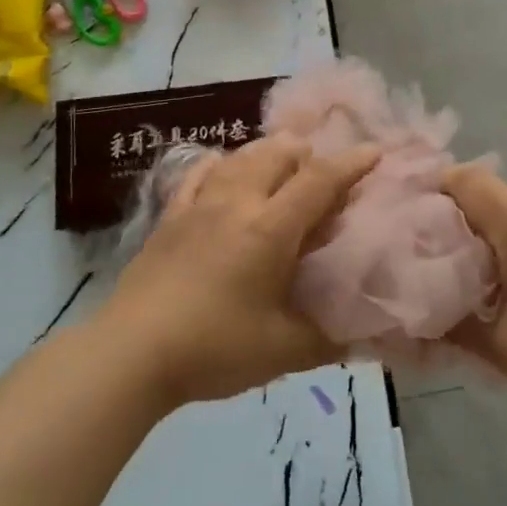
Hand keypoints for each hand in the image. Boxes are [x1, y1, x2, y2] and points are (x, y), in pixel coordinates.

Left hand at [100, 135, 379, 408]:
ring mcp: (198, 204)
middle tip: (323, 171)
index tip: (375, 152)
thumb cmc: (214, 348)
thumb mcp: (283, 351)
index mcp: (270, 228)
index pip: (320, 180)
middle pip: (277, 154)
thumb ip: (329, 339)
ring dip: (268, 153)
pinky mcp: (169, 216)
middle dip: (307, 154)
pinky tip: (225, 170)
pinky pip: (199, 173)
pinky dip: (222, 164)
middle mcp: (237, 202)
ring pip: (240, 156)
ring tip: (282, 165)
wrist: (131, 353)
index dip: (351, 163)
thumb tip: (365, 336)